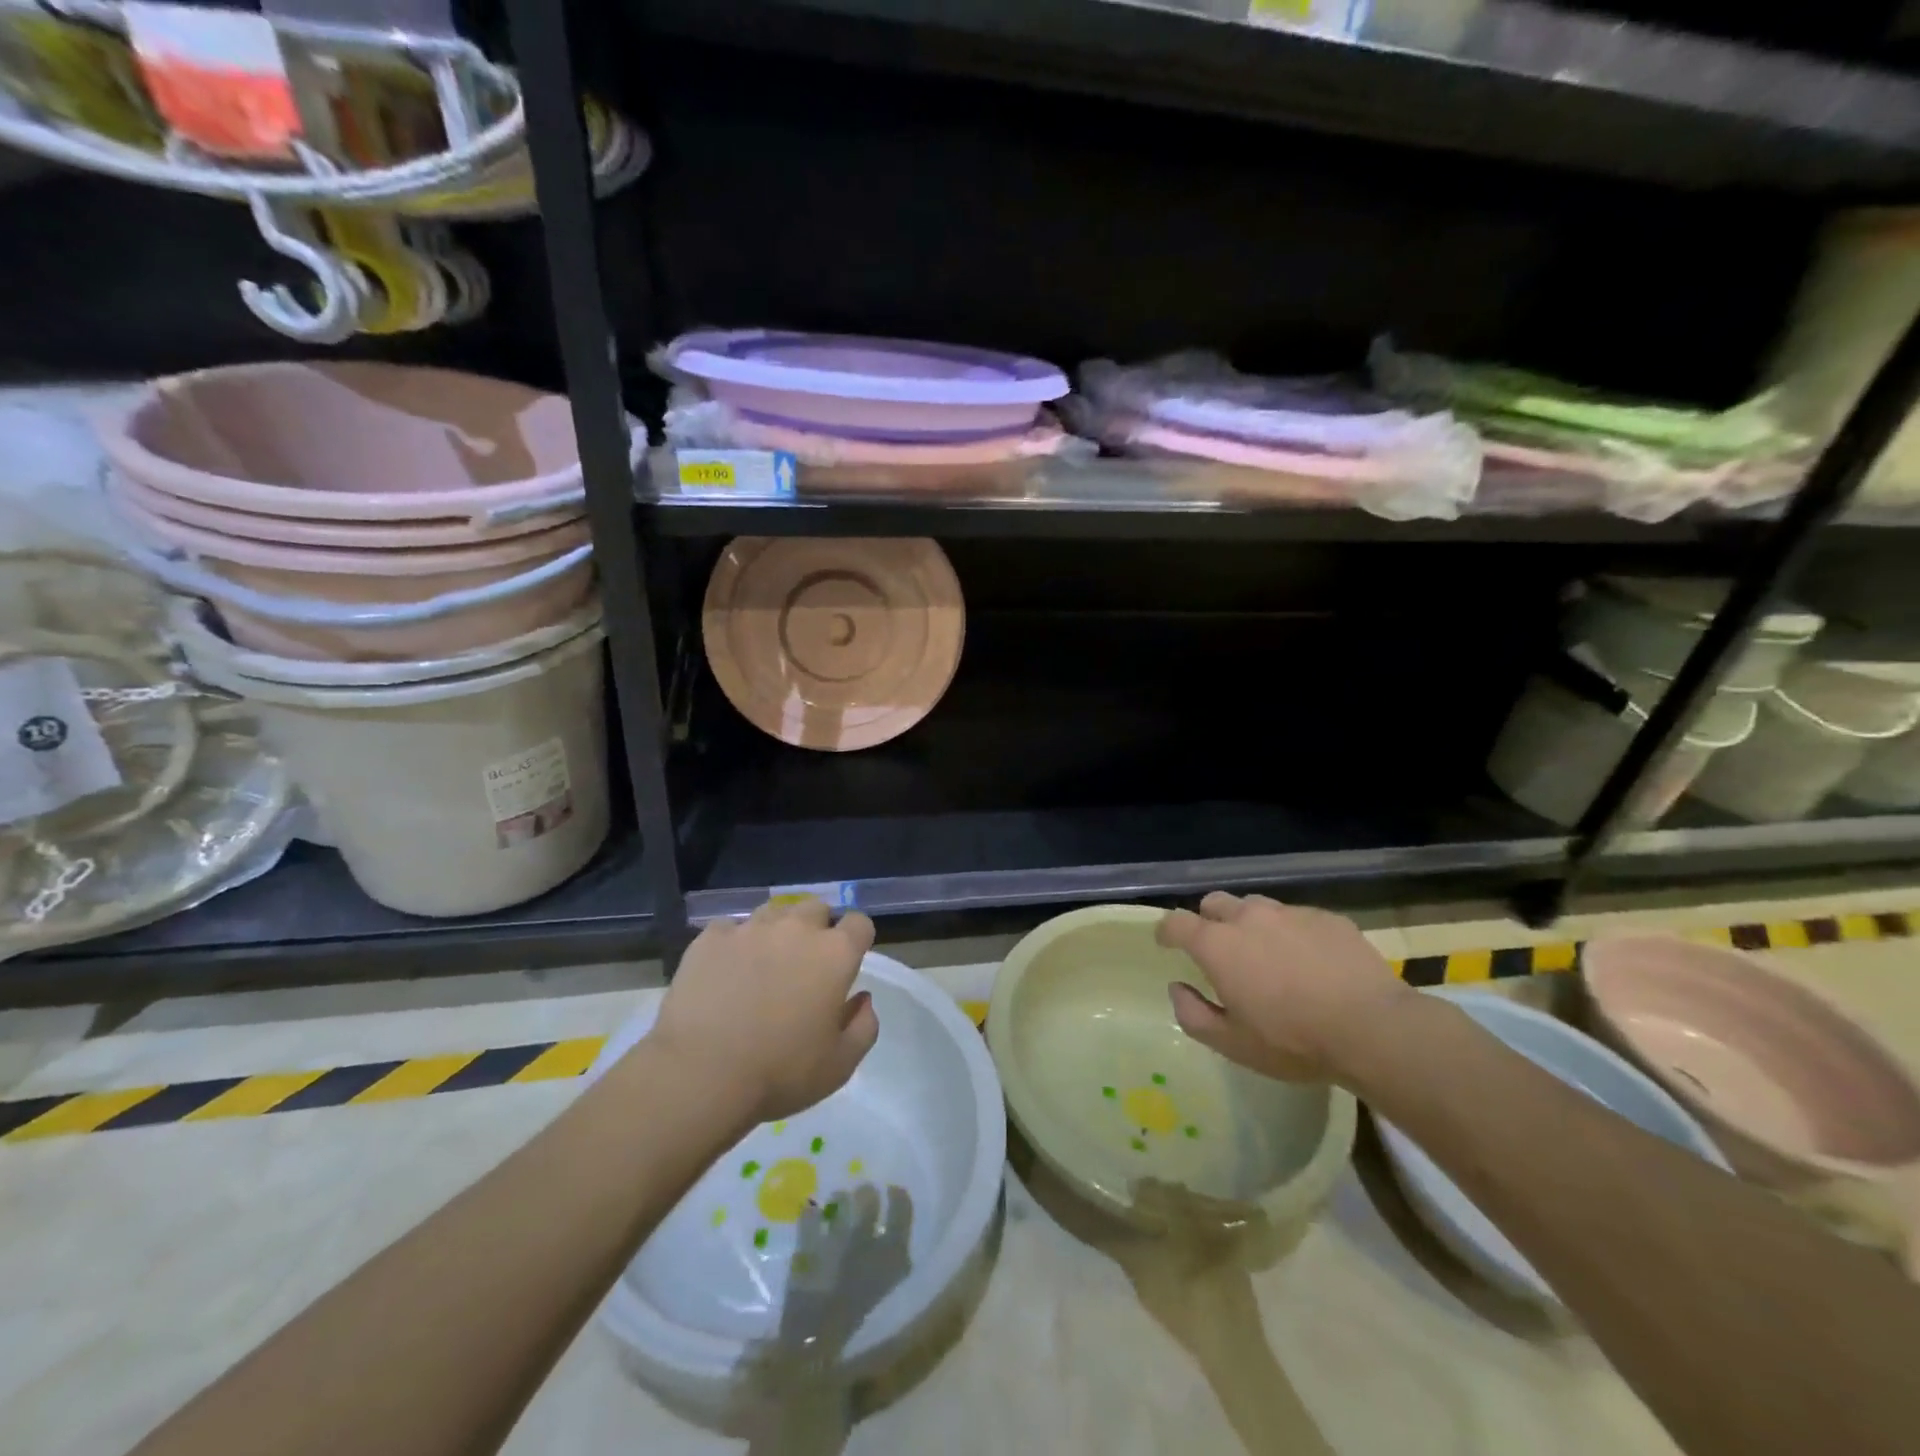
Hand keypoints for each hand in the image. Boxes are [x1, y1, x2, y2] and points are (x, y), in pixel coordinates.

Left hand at [650, 899, 879, 1123]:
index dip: (856, 940)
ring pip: (773, 912)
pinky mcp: (711, 938)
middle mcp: (797, 929)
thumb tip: (863, 999)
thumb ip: (864, 1026)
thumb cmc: (780, 1073)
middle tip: (804, 966)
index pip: (859, 923)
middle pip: (816, 908)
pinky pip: (730, 929)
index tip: (846, 965)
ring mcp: (751, 928)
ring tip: (764, 965)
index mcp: (835, 954)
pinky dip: (734, 944)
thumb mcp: (840, 1065)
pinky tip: (725, 972)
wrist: (700, 1075)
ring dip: (777, 931)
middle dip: (816, 929)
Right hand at [1157, 892, 1412, 1084]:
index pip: (1176, 922)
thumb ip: (1193, 1014)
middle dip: (1208, 920)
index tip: (1167, 943)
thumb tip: (1177, 988)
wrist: (1373, 1029)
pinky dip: (1291, 932)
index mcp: (1217, 945)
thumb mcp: (1233, 1044)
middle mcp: (1248, 917)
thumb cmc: (1294, 1041)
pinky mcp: (1326, 917)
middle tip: (1220, 950)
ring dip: (1250, 924)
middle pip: (1214, 902)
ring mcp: (1290, 913)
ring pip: (1256, 906)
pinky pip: (1297, 917)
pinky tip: (1310, 961)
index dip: (1166, 931)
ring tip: (1267, 954)